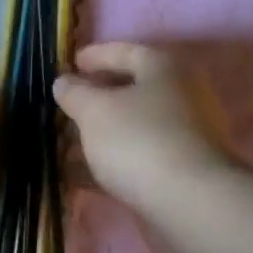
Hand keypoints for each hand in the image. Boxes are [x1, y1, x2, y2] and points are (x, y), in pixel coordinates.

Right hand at [53, 43, 232, 210]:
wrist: (188, 200)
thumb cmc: (138, 140)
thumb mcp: (94, 110)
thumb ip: (75, 93)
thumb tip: (64, 82)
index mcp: (164, 68)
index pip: (125, 51)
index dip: (95, 55)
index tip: (70, 64)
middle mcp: (181, 94)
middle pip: (132, 89)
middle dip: (97, 97)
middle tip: (67, 105)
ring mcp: (185, 133)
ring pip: (134, 125)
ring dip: (102, 132)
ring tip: (68, 142)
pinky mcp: (181, 167)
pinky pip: (139, 154)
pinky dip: (112, 158)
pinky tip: (83, 171)